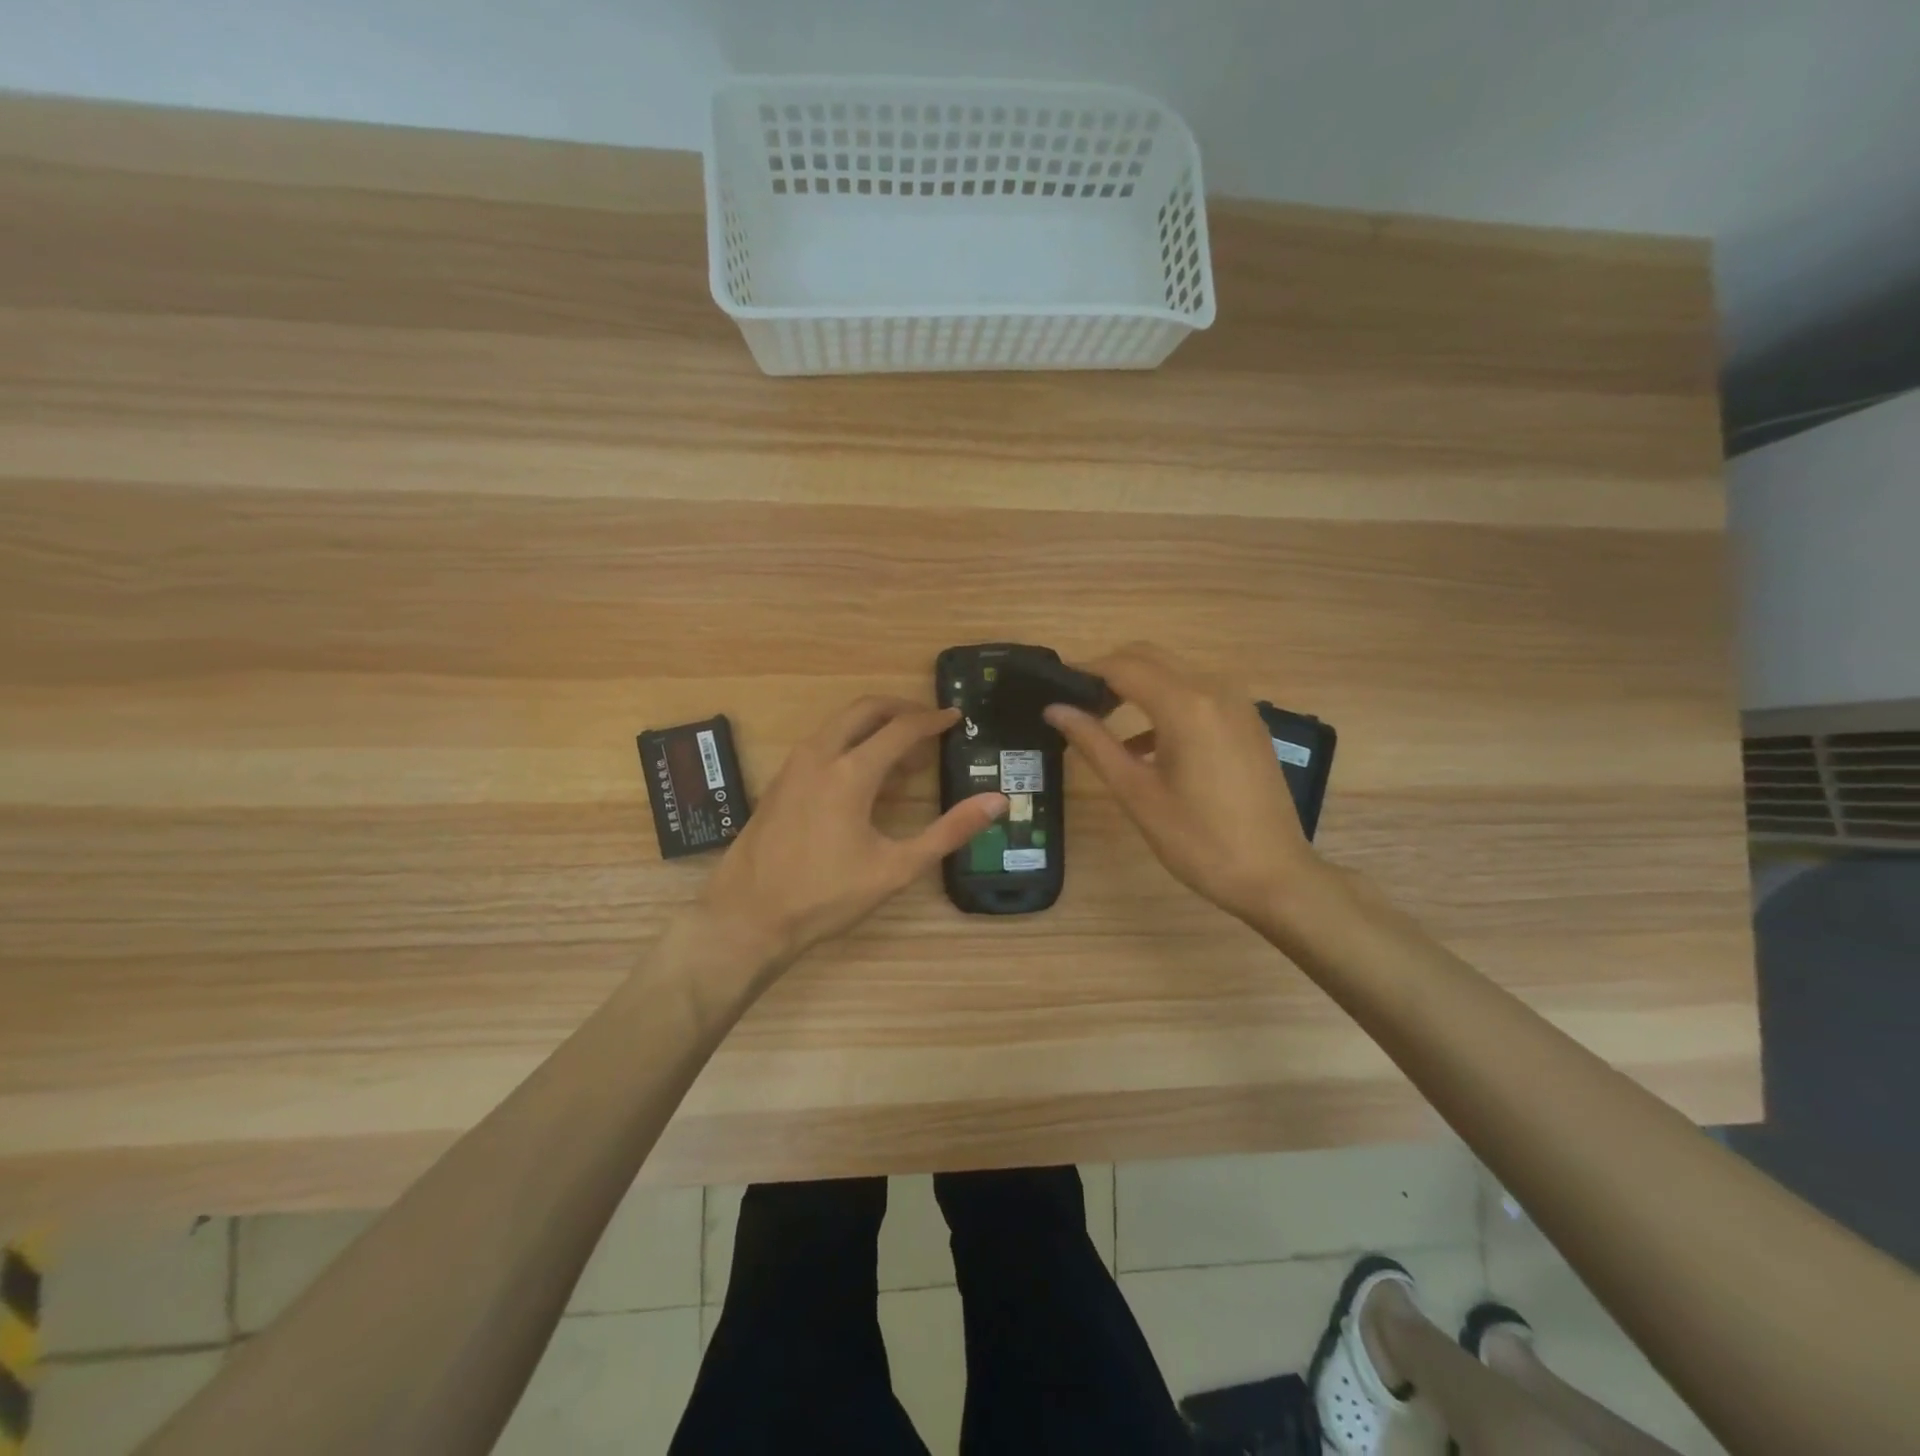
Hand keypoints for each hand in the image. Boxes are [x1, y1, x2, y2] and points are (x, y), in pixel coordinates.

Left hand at [699, 696, 1007, 969]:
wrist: (747, 917)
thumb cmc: (826, 896)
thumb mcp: (896, 868)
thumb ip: (949, 832)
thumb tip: (998, 802)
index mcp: (851, 772)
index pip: (901, 728)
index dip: (932, 720)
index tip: (955, 716)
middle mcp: (819, 755)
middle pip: (865, 709)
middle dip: (901, 709)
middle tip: (929, 723)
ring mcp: (794, 766)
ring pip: (839, 724)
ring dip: (874, 727)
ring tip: (904, 756)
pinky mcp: (780, 781)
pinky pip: (822, 743)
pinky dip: (851, 743)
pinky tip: (865, 778)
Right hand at [1044, 643, 1324, 929]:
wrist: (1274, 875)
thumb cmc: (1198, 840)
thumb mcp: (1137, 793)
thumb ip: (1094, 744)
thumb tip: (1055, 709)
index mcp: (1185, 705)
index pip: (1123, 667)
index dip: (1085, 671)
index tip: (1054, 688)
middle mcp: (1214, 690)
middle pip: (1150, 657)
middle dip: (1110, 671)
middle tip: (1077, 703)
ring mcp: (1237, 704)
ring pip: (1175, 672)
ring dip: (1137, 685)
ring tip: (1102, 721)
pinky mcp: (1248, 723)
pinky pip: (1198, 694)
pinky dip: (1165, 703)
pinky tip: (1144, 745)